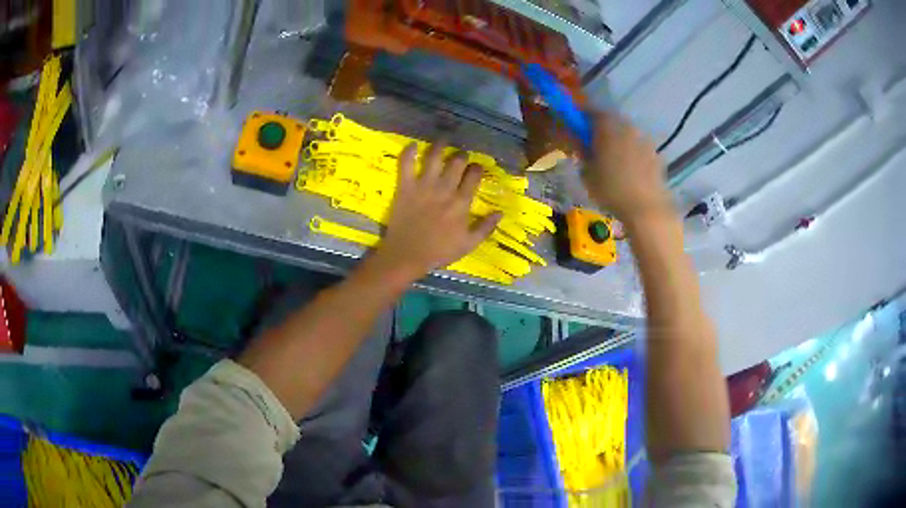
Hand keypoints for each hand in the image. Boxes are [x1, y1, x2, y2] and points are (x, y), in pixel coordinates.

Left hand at [372, 142, 500, 279]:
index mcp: (461, 202)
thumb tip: (500, 212)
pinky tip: (413, 145)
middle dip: (461, 156)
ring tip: (443, 140)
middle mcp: (445, 189)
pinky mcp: (405, 187)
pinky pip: (406, 164)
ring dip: (440, 146)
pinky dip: (409, 152)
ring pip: (434, 157)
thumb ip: (485, 228)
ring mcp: (424, 186)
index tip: (477, 167)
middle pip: (457, 162)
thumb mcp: (468, 244)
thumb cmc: (439, 252)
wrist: (407, 256)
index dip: (477, 168)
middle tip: (461, 156)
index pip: (474, 176)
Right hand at [583, 112, 672, 221]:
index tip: (576, 125)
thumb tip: (580, 142)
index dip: (583, 116)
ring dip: (619, 141)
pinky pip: (639, 149)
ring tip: (613, 160)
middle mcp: (627, 127)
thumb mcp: (586, 173)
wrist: (646, 208)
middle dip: (602, 129)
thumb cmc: (611, 189)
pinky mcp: (656, 155)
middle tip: (594, 143)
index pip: (592, 112)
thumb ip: (582, 152)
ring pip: (627, 135)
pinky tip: (629, 170)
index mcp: (608, 127)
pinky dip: (633, 154)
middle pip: (612, 122)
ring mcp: (645, 140)